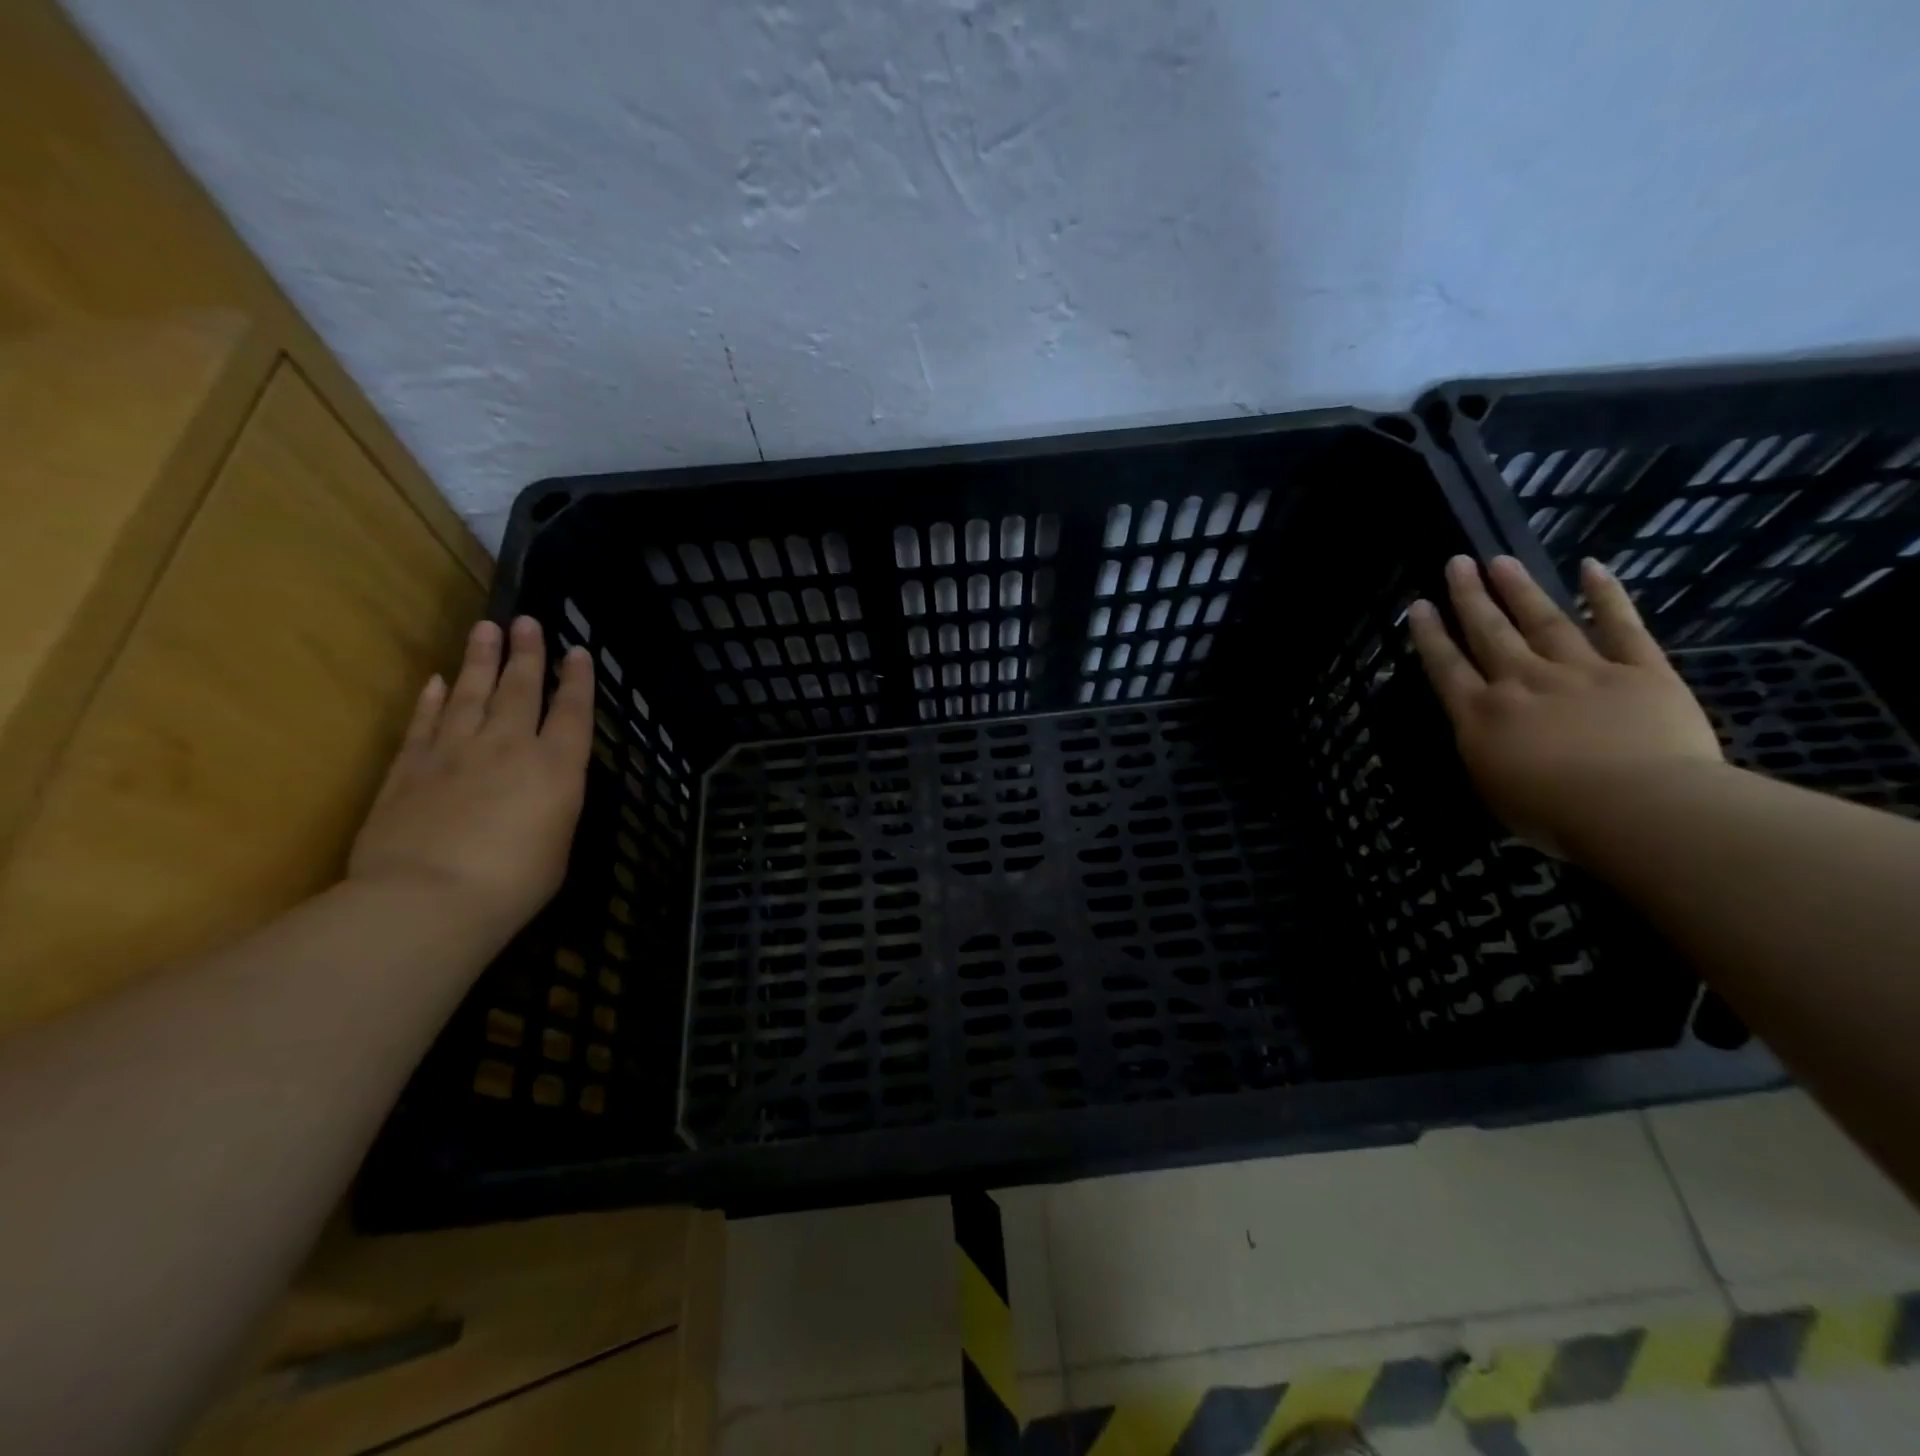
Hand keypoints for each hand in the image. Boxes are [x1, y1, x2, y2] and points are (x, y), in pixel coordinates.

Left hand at [349, 617, 593, 946]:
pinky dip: (432, 699)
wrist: (427, 898)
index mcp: (556, 767)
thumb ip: (553, 805)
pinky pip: (425, 722)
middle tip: (527, 621)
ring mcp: (454, 752)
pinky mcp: (410, 767)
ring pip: (472, 694)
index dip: (577, 680)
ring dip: (481, 660)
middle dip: (527, 653)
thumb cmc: (514, 882)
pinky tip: (438, 680)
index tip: (578, 652)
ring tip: (486, 629)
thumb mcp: (558, 843)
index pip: (572, 712)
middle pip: (520, 689)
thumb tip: (541, 787)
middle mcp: (509, 746)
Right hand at [1408, 554, 1722, 854]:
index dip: (1430, 635)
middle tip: (1457, 563)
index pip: (1446, 667)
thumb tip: (1486, 736)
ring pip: (1543, 621)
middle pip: (1489, 632)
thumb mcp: (1495, 792)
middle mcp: (1521, 683)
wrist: (1639, 809)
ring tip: (1501, 561)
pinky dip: (1607, 595)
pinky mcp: (1640, 671)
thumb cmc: (1555, 816)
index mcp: (1481, 716)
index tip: (1418, 605)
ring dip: (1520, 589)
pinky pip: (1621, 626)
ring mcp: (1581, 672)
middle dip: (1469, 597)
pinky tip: (1593, 567)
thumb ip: (1486, 754)